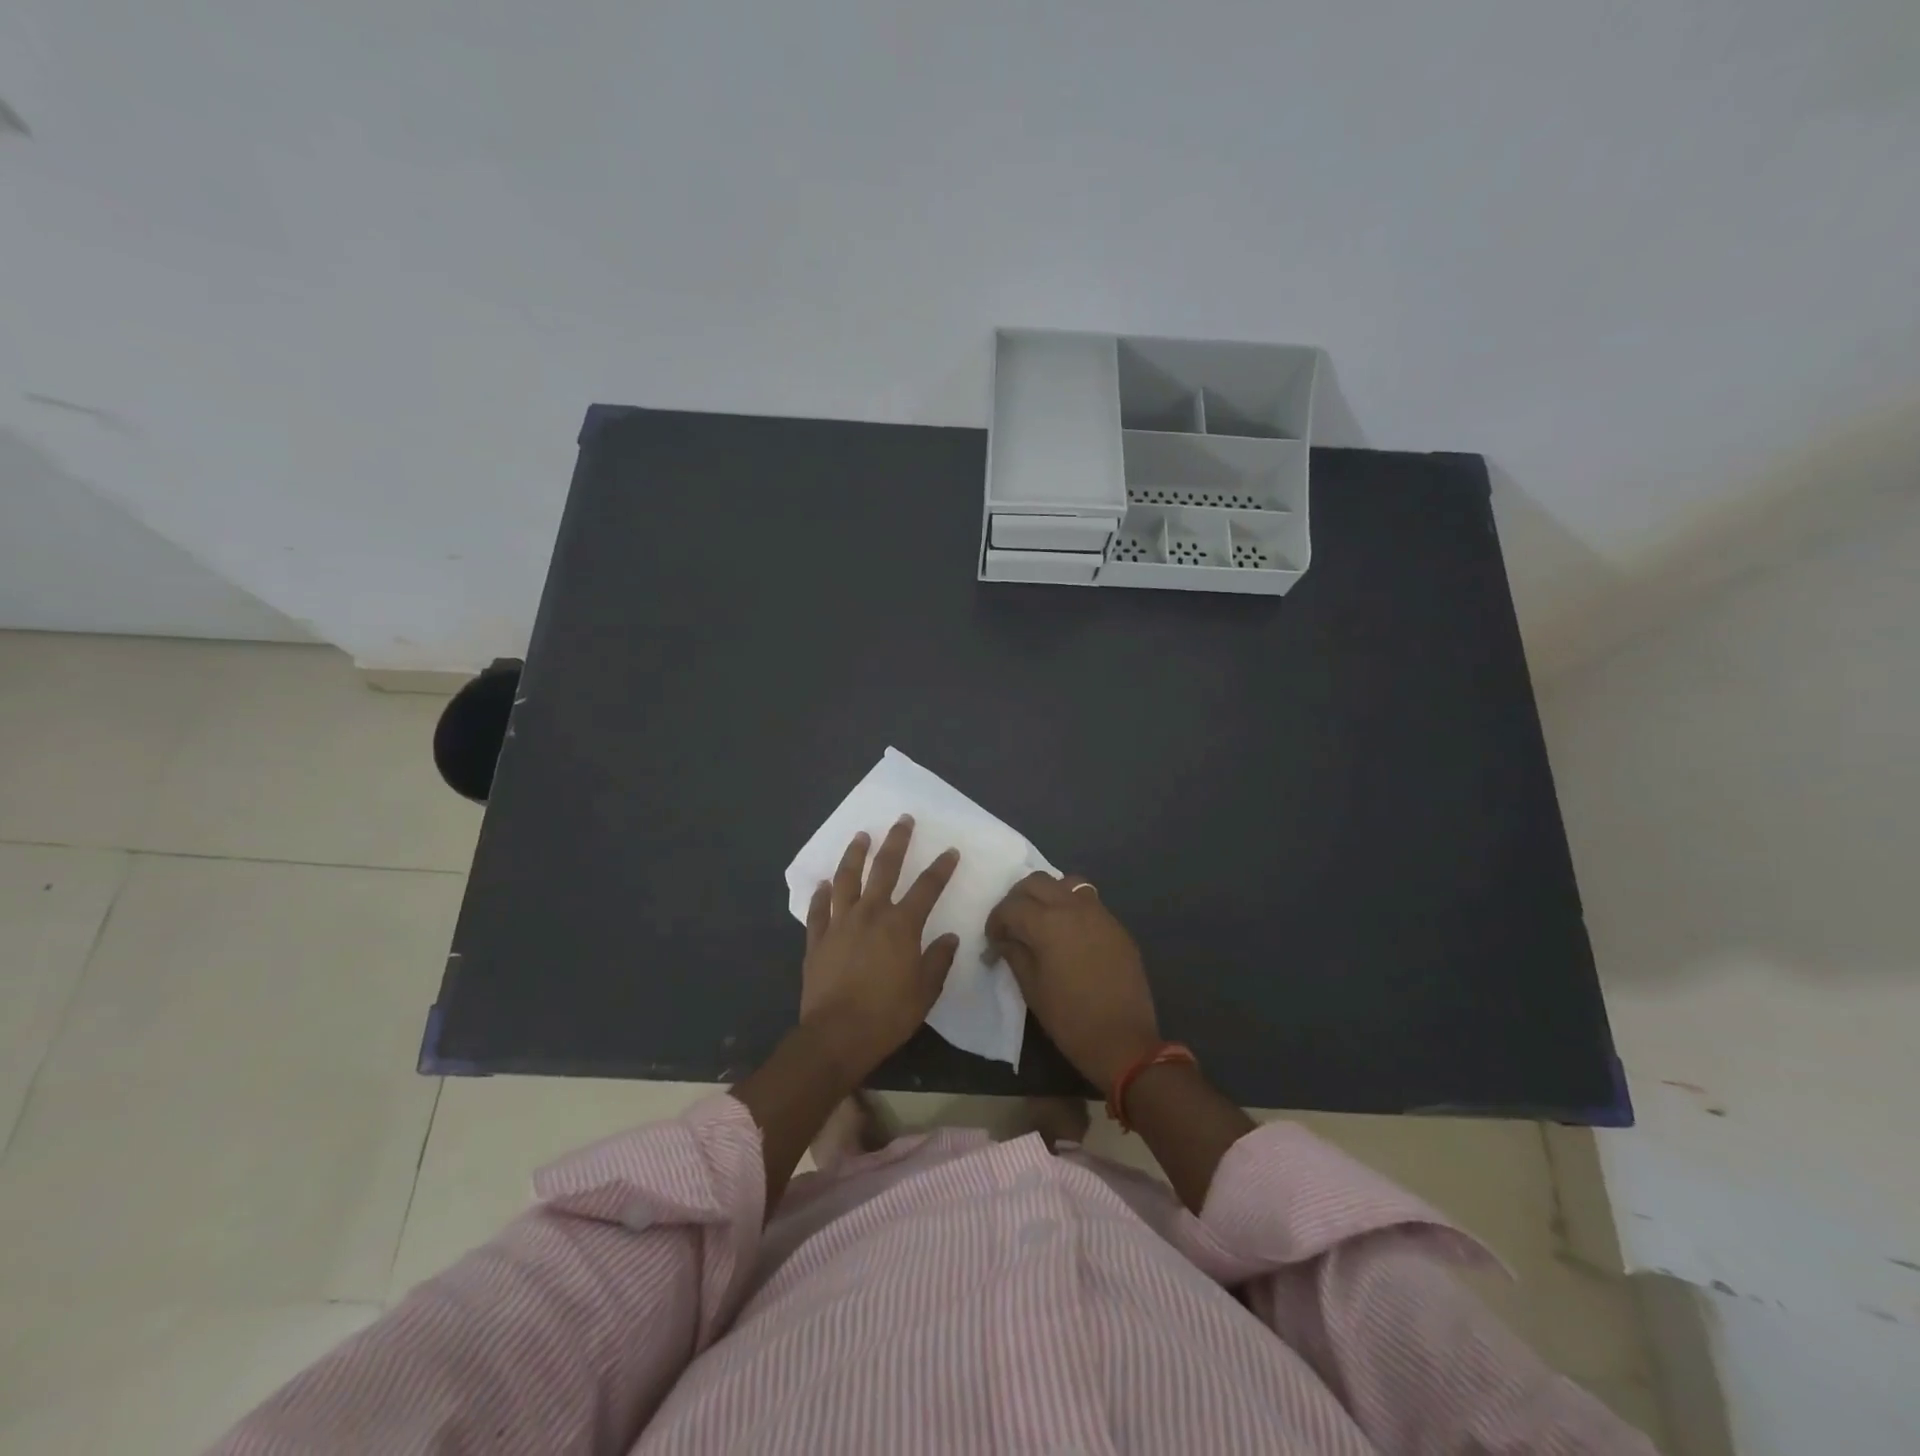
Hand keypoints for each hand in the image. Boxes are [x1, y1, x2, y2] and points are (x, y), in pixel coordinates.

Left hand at [800, 816, 960, 1078]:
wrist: (836, 1035)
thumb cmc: (887, 1015)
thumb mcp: (925, 991)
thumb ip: (938, 960)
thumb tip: (950, 937)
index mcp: (901, 925)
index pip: (926, 888)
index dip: (940, 868)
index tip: (950, 851)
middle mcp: (870, 914)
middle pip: (884, 869)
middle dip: (896, 842)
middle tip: (902, 820)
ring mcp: (840, 924)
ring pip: (847, 879)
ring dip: (855, 854)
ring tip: (861, 836)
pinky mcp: (817, 940)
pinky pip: (818, 910)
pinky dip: (821, 895)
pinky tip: (823, 884)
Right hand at [986, 873, 1159, 1094]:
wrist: (1123, 1041)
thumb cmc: (1070, 1019)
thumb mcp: (1032, 988)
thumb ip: (1014, 955)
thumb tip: (1002, 941)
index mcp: (1047, 923)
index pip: (1011, 906)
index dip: (996, 921)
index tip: (993, 940)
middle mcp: (1073, 907)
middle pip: (1036, 882)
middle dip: (1018, 899)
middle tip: (1012, 924)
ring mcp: (1099, 913)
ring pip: (1066, 883)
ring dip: (1047, 895)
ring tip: (1041, 921)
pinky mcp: (1117, 926)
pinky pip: (1088, 902)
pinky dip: (1071, 907)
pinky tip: (1069, 934)